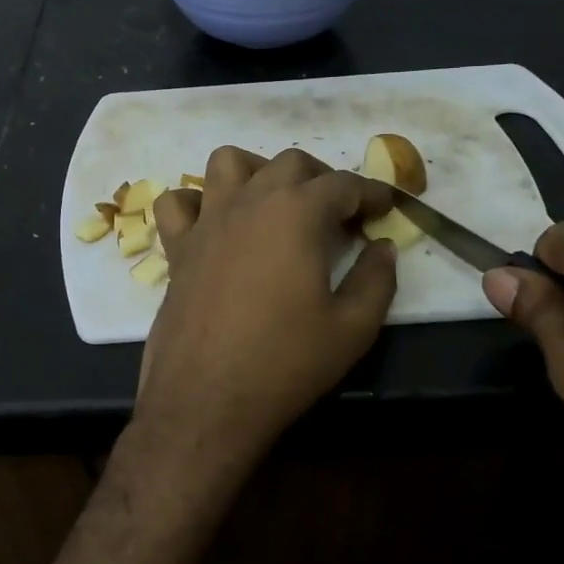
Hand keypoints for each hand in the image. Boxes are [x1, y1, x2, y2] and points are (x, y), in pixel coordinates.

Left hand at [125, 147, 396, 503]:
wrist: (207, 400)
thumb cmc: (285, 363)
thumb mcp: (353, 328)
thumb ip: (376, 280)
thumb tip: (382, 248)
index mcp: (297, 213)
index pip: (343, 184)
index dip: (371, 193)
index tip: (386, 209)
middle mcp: (249, 202)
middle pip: (289, 163)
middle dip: (322, 178)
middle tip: (339, 214)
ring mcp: (207, 222)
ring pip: (228, 163)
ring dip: (258, 171)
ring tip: (276, 204)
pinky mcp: (177, 248)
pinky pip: (178, 203)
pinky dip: (196, 202)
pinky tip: (215, 225)